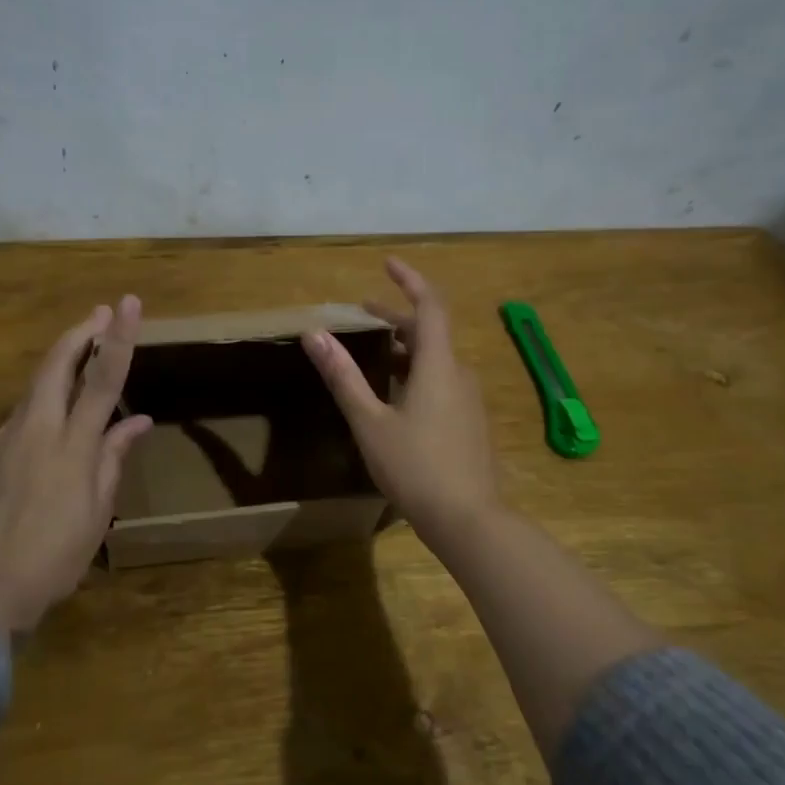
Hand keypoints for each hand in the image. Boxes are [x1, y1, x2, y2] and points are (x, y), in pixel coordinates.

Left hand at [0, 296, 151, 632]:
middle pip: (56, 364)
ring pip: (34, 386)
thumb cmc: (54, 556)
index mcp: (72, 446)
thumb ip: (113, 459)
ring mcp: (5, 439)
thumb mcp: (97, 512)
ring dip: (59, 363)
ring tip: (79, 355)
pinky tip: (50, 416)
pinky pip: (20, 415)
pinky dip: (41, 401)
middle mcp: (37, 430)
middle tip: (100, 313)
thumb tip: (138, 421)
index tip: (127, 304)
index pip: (101, 379)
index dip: (117, 338)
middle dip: (79, 333)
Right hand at [302, 258, 499, 544]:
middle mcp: (459, 375)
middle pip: (430, 332)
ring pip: (436, 360)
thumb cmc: (415, 467)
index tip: (388, 264)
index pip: (429, 307)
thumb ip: (343, 377)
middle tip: (364, 314)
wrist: (469, 521)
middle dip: (397, 318)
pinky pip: (442, 382)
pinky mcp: (470, 423)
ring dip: (406, 348)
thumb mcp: (370, 422)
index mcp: (438, 366)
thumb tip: (314, 334)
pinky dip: (417, 372)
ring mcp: (469, 401)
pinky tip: (396, 396)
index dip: (410, 280)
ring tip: (374, 354)